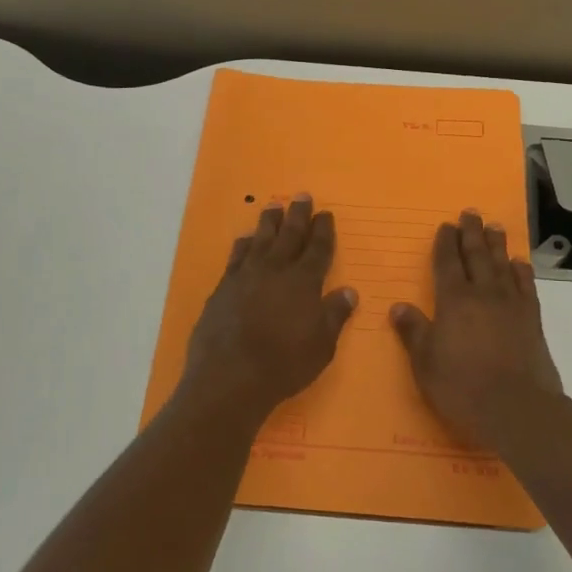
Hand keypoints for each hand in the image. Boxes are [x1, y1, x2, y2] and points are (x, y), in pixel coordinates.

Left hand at [177, 194, 355, 429]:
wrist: (230, 376)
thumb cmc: (284, 364)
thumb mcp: (322, 345)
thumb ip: (334, 315)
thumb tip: (349, 291)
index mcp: (304, 282)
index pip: (318, 248)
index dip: (323, 230)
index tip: (325, 213)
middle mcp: (276, 270)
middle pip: (289, 235)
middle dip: (298, 215)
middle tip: (302, 196)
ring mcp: (246, 276)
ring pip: (260, 239)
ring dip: (269, 222)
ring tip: (273, 206)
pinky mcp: (223, 288)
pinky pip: (236, 257)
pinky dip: (242, 245)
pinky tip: (244, 239)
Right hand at [392, 211, 568, 459]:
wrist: (516, 408)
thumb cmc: (462, 387)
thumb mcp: (425, 363)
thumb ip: (414, 332)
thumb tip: (399, 306)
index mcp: (454, 301)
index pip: (447, 263)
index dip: (445, 243)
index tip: (446, 225)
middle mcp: (483, 294)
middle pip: (476, 256)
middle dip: (471, 233)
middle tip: (471, 213)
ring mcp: (511, 305)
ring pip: (502, 265)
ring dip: (497, 244)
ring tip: (495, 226)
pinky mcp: (532, 320)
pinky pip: (526, 286)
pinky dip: (521, 271)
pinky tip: (519, 263)